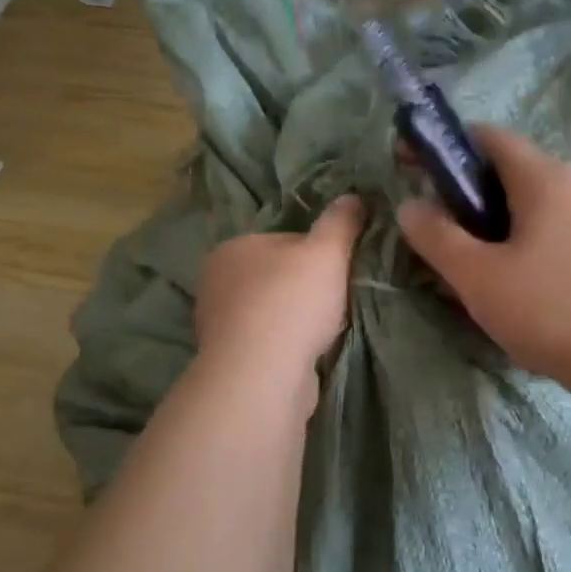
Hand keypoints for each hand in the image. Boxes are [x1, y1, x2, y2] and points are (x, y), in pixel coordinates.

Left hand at [194, 196, 364, 403]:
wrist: (262, 376)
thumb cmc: (292, 302)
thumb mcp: (327, 251)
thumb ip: (341, 221)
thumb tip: (353, 196)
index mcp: (233, 247)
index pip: (284, 241)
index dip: (318, 253)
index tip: (340, 270)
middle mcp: (217, 282)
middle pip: (276, 277)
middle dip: (305, 289)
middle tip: (337, 301)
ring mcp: (219, 325)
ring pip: (271, 313)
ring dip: (295, 321)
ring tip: (326, 332)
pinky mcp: (229, 361)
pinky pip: (266, 344)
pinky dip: (286, 347)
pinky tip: (307, 356)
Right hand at [397, 129, 570, 380]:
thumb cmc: (550, 309)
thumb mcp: (478, 276)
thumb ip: (437, 236)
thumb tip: (410, 204)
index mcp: (544, 177)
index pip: (489, 137)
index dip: (446, 147)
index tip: (413, 169)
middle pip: (513, 170)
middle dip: (470, 191)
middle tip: (441, 229)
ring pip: (537, 202)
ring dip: (499, 219)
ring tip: (476, 261)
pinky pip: (559, 227)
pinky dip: (529, 238)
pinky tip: (519, 280)